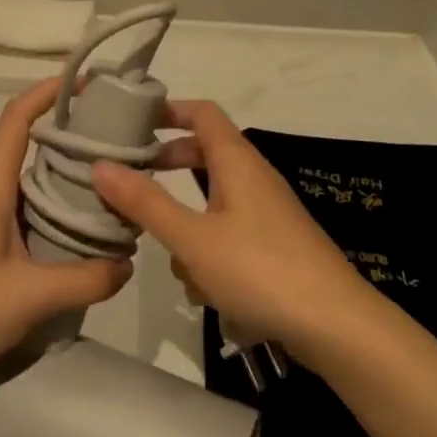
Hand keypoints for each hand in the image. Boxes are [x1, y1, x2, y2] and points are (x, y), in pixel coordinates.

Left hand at [0, 78, 131, 384]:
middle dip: (68, 138)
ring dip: (60, 178)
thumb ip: (85, 279)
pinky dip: (47, 208)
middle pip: (25, 147)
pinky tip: (71, 235)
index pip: (15, 120)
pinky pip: (16, 208)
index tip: (86, 84)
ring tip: (105, 190)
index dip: (47, 92)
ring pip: (23, 182)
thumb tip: (127, 264)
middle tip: (115, 146)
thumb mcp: (31, 297)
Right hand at [90, 101, 378, 357]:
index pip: (202, 113)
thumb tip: (100, 165)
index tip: (131, 121)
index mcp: (237, 161)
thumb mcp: (192, 239)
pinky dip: (210, 253)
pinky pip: (228, 235)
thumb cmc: (260, 270)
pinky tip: (206, 291)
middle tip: (130, 182)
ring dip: (188, 227)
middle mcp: (253, 178)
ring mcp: (266, 213)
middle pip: (203, 155)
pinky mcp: (273, 245)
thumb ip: (145, 202)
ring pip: (211, 204)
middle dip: (167, 169)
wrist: (336, 325)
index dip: (168, 110)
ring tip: (174, 260)